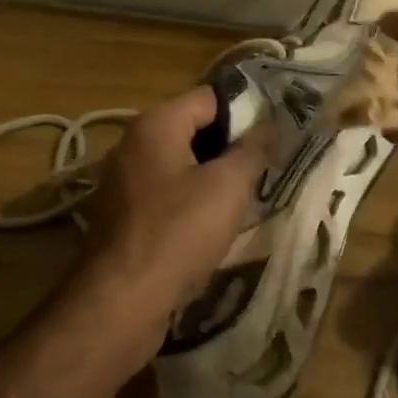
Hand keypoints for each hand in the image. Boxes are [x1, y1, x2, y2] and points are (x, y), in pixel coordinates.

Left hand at [65, 86, 271, 350]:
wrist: (121, 300)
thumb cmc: (178, 233)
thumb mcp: (227, 186)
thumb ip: (252, 150)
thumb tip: (271, 125)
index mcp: (155, 125)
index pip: (208, 97)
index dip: (246, 111)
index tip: (276, 133)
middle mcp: (133, 145)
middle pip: (192, 130)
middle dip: (230, 146)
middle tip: (267, 166)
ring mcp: (123, 182)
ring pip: (179, 166)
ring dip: (212, 177)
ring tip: (248, 195)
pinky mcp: (122, 216)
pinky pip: (165, 195)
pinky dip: (190, 202)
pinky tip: (214, 224)